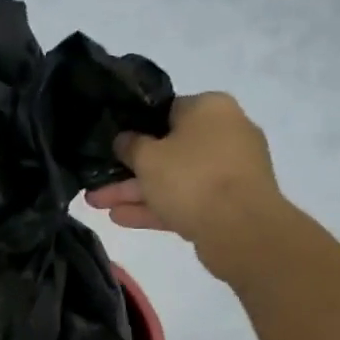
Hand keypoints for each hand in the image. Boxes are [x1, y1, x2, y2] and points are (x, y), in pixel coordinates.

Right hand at [85, 93, 285, 278]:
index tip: (114, 145)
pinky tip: (121, 218)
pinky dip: (158, 208)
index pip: (168, 111)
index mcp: (211, 109)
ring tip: (98, 205)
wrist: (242, 230)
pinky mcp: (230, 205)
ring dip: (138, 193)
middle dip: (130, 171)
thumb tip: (125, 139)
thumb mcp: (148, 157)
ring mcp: (230, 172)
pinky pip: (188, 201)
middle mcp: (226, 134)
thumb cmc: (192, 178)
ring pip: (176, 179)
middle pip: (169, 150)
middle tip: (98, 183)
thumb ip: (130, 145)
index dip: (137, 128)